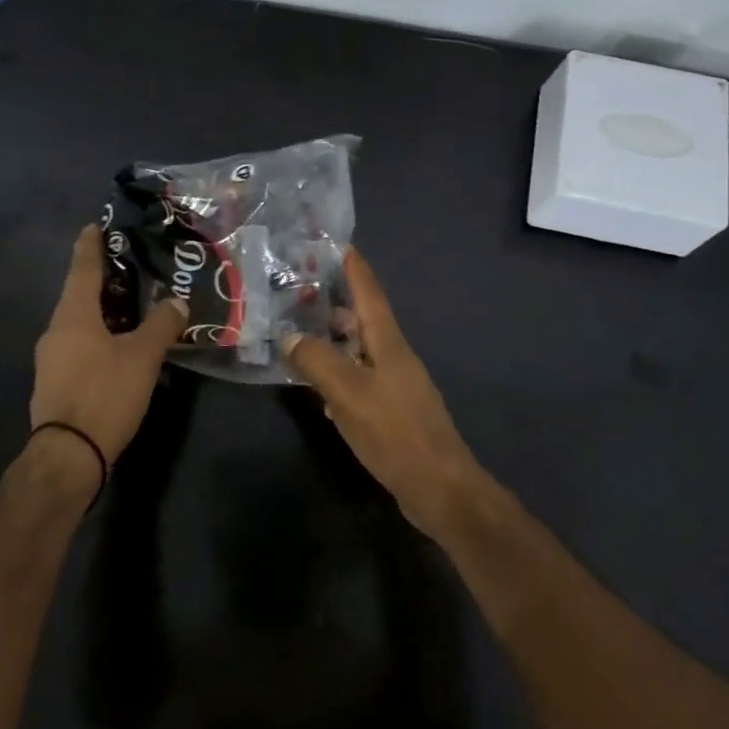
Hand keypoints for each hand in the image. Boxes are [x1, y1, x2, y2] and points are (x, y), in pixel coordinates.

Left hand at [30, 225, 186, 463]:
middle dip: (102, 280)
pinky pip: (78, 346)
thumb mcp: (142, 357)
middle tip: (129, 268)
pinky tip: (118, 347)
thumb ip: (161, 325)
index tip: (94, 226)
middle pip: (79, 295)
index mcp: (73, 315)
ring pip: (79, 323)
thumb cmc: (104, 394)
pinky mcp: (56, 383)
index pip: (82, 268)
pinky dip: (98, 337)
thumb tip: (177, 302)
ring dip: (102, 311)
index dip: (90, 246)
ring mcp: (52, 359)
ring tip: (130, 307)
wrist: (67, 455)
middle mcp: (56, 330)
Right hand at [283, 250, 487, 537]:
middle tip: (299, 290)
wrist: (439, 487)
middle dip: (334, 302)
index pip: (369, 292)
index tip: (337, 242)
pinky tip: (317, 385)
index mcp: (388, 342)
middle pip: (362, 319)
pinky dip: (338, 373)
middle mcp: (393, 356)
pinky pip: (359, 379)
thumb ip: (317, 360)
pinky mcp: (391, 410)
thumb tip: (289, 336)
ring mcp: (394, 384)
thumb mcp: (349, 392)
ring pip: (358, 350)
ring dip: (333, 339)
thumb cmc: (394, 432)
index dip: (354, 267)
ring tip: (299, 332)